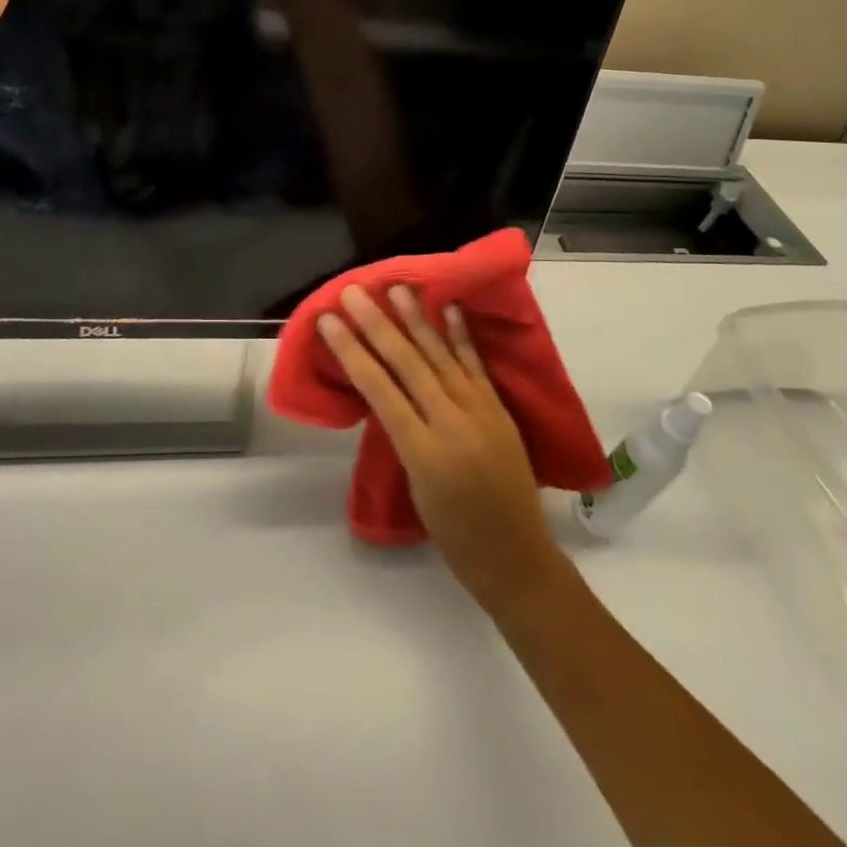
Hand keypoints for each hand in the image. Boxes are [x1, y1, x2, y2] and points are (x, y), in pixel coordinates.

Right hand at [318, 287, 565, 612]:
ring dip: (417, 318)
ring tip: (397, 288)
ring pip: (441, 356)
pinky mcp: (499, 409)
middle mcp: (452, 424)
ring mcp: (480, 412)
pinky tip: (449, 309)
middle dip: (377, 324)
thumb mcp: (414, 487)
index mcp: (423, 452)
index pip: (379, 389)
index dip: (351, 351)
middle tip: (354, 292)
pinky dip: (461, 335)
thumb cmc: (455, 535)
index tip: (329, 321)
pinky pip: (476, 365)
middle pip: (407, 363)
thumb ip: (402, 436)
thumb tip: (386, 392)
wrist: (517, 558)